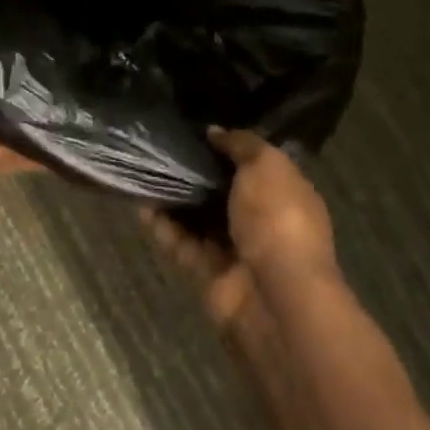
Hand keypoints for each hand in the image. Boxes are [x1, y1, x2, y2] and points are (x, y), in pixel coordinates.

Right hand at [142, 128, 340, 341]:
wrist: (274, 296)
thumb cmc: (278, 219)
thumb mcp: (266, 165)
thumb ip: (241, 144)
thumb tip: (215, 132)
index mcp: (286, 193)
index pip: (256, 166)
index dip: (228, 149)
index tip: (196, 133)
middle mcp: (264, 221)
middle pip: (224, 193)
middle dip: (196, 175)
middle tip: (163, 152)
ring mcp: (237, 250)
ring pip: (200, 220)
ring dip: (175, 201)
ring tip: (145, 176)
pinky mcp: (211, 274)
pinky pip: (184, 245)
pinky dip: (165, 229)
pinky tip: (143, 208)